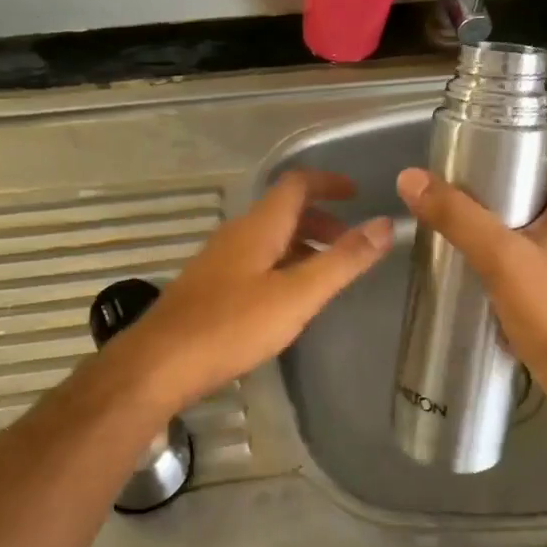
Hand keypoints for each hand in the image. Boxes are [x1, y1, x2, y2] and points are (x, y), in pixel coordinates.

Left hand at [118, 170, 391, 411]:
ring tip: (325, 272)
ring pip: (268, 237)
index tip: (357, 193)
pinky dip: (281, 264)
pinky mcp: (209, 285)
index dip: (328, 182)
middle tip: (349, 242)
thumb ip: (343, 261)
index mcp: (259, 226)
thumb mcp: (298, 295)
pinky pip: (254, 260)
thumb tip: (386, 224)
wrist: (160, 363)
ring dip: (301, 244)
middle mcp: (236, 233)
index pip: (296, 184)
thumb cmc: (233, 326)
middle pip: (282, 210)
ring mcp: (218, 259)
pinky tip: (287, 298)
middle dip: (320, 219)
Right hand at [395, 156, 546, 401]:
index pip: (540, 159)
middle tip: (448, 201)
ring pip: (530, 231)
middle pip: (531, 195)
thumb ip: (457, 217)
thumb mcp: (500, 258)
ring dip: (496, 231)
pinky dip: (507, 260)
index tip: (463, 163)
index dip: (503, 153)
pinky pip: (534, 261)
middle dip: (491, 196)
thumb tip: (410, 178)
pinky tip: (477, 272)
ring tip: (454, 234)